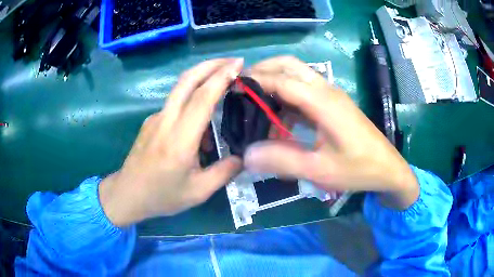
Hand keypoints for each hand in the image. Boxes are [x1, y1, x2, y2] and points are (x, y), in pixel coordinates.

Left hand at [99, 58, 243, 225]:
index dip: (221, 77)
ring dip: (202, 78)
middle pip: (187, 80)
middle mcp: (165, 121)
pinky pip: (175, 104)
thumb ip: (225, 172)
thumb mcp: (199, 191)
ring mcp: (155, 118)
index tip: (238, 64)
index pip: (202, 98)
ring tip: (223, 87)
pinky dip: (193, 101)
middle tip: (233, 61)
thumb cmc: (162, 196)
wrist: (127, 194)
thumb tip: (245, 156)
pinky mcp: (151, 121)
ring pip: (180, 88)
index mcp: (179, 139)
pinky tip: (201, 124)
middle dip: (211, 64)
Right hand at [246, 56, 418, 209]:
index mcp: (323, 102)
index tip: (231, 89)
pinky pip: (304, 91)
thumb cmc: (358, 169)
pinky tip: (279, 119)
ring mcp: (331, 95)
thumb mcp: (319, 170)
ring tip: (255, 104)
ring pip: (297, 74)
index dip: (255, 81)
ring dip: (274, 82)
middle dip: (263, 70)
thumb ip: (282, 161)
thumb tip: (247, 154)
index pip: (282, 80)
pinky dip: (286, 97)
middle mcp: (326, 90)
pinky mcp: (332, 104)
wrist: (387, 168)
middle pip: (290, 65)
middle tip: (242, 89)